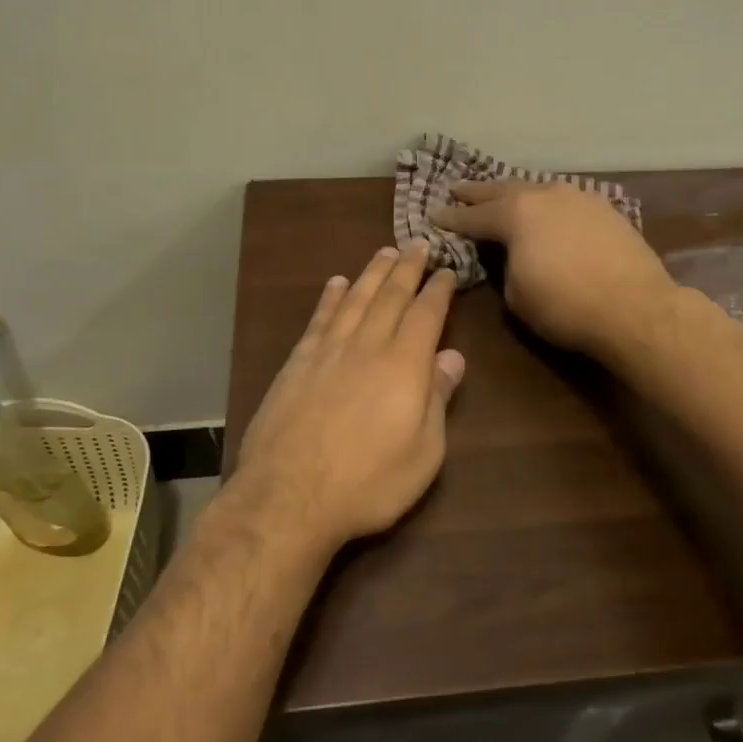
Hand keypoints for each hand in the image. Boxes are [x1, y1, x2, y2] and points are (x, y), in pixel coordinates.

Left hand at [231, 243, 464, 551]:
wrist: (289, 497)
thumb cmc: (368, 482)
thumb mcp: (423, 453)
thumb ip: (438, 399)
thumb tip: (453, 356)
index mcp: (404, 365)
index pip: (426, 315)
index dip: (438, 290)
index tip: (447, 270)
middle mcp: (367, 346)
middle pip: (390, 296)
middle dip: (407, 269)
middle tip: (418, 244)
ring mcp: (328, 352)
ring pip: (355, 299)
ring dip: (371, 273)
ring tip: (384, 253)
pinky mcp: (297, 364)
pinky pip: (319, 319)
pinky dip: (330, 298)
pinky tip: (336, 284)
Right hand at [431, 181, 676, 359]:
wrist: (635, 307)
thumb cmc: (566, 306)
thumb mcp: (516, 294)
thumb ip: (504, 267)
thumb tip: (510, 257)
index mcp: (515, 214)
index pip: (473, 216)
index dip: (451, 218)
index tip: (434, 215)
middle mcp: (544, 194)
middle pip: (502, 189)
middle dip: (477, 192)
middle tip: (458, 189)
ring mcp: (578, 197)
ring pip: (536, 188)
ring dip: (514, 192)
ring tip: (501, 194)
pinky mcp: (604, 208)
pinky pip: (563, 199)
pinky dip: (546, 203)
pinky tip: (545, 208)